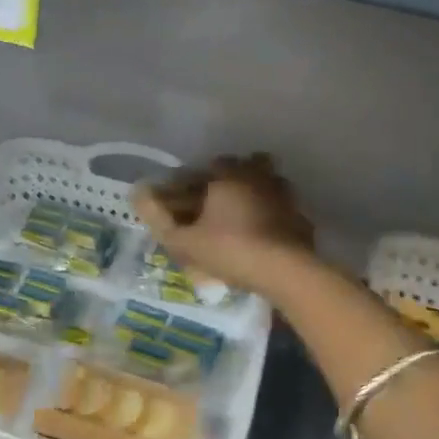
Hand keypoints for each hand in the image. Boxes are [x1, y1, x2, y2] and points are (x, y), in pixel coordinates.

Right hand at [132, 153, 314, 293]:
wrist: (285, 272)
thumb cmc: (230, 249)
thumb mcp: (185, 241)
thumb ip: (159, 219)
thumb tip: (137, 194)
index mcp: (229, 176)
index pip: (209, 166)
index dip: (195, 179)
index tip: (187, 196)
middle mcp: (259, 178)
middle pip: (246, 165)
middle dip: (231, 177)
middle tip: (217, 201)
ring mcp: (285, 196)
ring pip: (269, 183)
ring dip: (257, 192)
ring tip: (243, 216)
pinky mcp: (302, 218)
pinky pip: (284, 209)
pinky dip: (274, 215)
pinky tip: (265, 235)